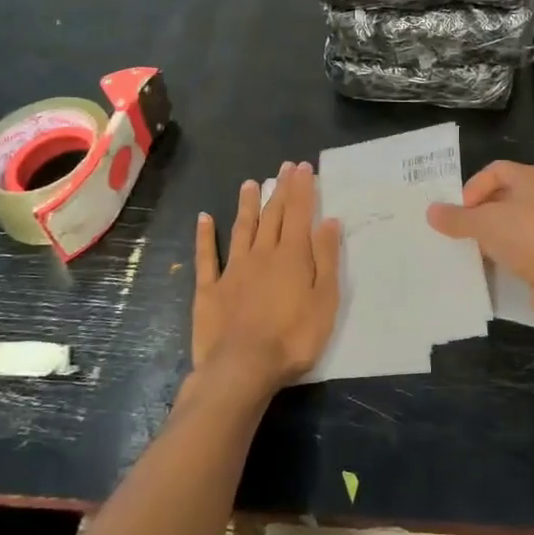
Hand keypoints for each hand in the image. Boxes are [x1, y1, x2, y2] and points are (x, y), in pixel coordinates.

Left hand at [192, 162, 340, 396]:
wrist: (243, 367)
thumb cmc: (293, 338)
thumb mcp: (325, 300)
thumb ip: (326, 259)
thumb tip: (329, 222)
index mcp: (292, 256)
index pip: (299, 213)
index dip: (302, 189)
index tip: (303, 167)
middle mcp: (262, 254)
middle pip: (272, 215)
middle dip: (280, 189)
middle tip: (285, 167)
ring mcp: (233, 269)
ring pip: (242, 228)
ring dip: (247, 205)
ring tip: (250, 183)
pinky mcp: (210, 289)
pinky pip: (207, 257)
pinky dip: (205, 236)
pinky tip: (204, 219)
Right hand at [427, 161, 533, 325]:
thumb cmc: (529, 235)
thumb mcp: (485, 223)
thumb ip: (457, 218)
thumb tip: (431, 211)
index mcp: (532, 178)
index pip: (496, 170)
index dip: (473, 187)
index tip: (459, 212)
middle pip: (505, 198)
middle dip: (480, 214)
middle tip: (459, 232)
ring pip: (515, 227)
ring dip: (494, 238)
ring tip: (472, 252)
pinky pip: (525, 251)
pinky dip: (508, 258)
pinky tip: (493, 270)